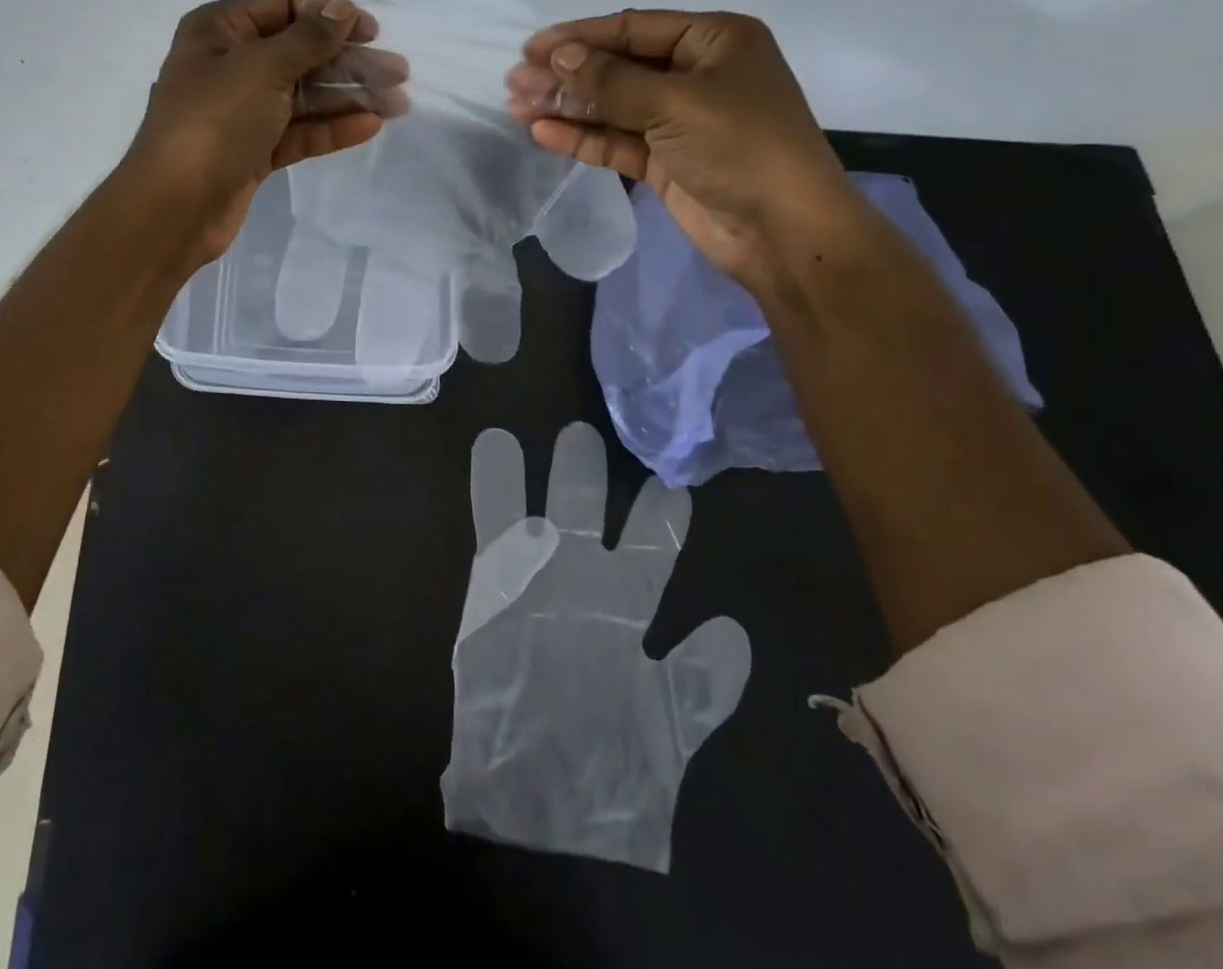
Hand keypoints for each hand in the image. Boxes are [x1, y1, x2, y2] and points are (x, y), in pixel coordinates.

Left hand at [123, 0, 407, 264]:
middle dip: (349, 61)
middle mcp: (230, 65)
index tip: (371, 32)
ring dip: (349, 96)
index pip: (283, 7)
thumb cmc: (214, 122)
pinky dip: (332, 128)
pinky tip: (370, 126)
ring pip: (304, 96)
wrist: (175, 207)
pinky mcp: (255, 150)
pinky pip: (299, 131)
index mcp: (219, 30)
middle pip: (300, 53)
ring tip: (397, 102)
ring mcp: (243, 111)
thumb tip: (342, 9)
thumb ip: (308, 39)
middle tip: (398, 72)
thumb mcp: (262, 69)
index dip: (328, 15)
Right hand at [443, 423, 750, 872]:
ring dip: (555, 475)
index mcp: (624, 605)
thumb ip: (701, 677)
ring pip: (546, 508)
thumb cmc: (609, 758)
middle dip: (600, 476)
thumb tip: (731, 625)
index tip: (676, 476)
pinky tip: (493, 445)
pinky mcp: (493, 582)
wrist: (536, 794)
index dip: (663, 514)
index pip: (650, 546)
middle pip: (593, 514)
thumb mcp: (670, 724)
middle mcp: (581, 580)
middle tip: (612, 428)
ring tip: (569, 432)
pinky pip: (491, 522)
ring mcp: (536, 576)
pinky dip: (491, 484)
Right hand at [505, 10, 860, 287]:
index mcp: (714, 41)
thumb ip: (612, 80)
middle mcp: (696, 75)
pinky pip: (616, 141)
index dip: (579, 37)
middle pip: (617, 67)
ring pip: (612, 106)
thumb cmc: (741, 147)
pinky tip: (542, 132)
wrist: (783, 230)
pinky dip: (581, 137)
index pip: (633, 28)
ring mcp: (679, 121)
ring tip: (515, 105)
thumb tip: (558, 57)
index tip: (530, 49)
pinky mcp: (665, 161)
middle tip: (514, 81)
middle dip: (566, 74)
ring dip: (567, 106)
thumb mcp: (675, 103)